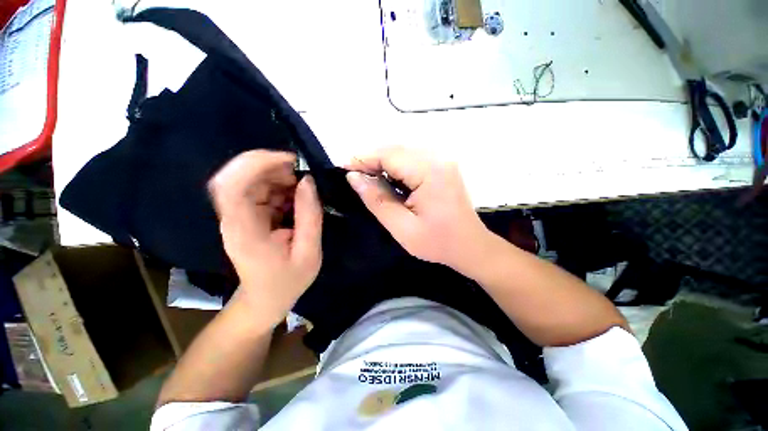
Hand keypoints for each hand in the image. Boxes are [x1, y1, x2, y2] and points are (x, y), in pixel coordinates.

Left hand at [208, 150, 322, 326]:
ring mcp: (238, 215)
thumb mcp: (308, 252)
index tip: (290, 161)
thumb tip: (309, 182)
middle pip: (239, 176)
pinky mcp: (247, 215)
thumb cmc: (287, 281)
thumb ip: (310, 217)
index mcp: (243, 230)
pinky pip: (260, 190)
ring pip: (251, 180)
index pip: (231, 185)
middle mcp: (233, 218)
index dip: (256, 164)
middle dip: (272, 167)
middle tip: (303, 175)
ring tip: (304, 187)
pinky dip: (280, 187)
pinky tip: (297, 198)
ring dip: (278, 176)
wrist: (265, 299)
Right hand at [346, 146, 488, 271]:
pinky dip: (396, 167)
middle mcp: (438, 159)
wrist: (471, 246)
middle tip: (354, 177)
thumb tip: (354, 178)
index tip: (344, 170)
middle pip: (396, 149)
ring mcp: (442, 161)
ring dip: (383, 163)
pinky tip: (388, 181)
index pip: (389, 155)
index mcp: (430, 172)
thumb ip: (377, 200)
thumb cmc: (438, 242)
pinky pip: (413, 159)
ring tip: (368, 180)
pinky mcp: (442, 167)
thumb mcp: (402, 227)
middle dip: (371, 160)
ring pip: (403, 153)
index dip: (363, 159)